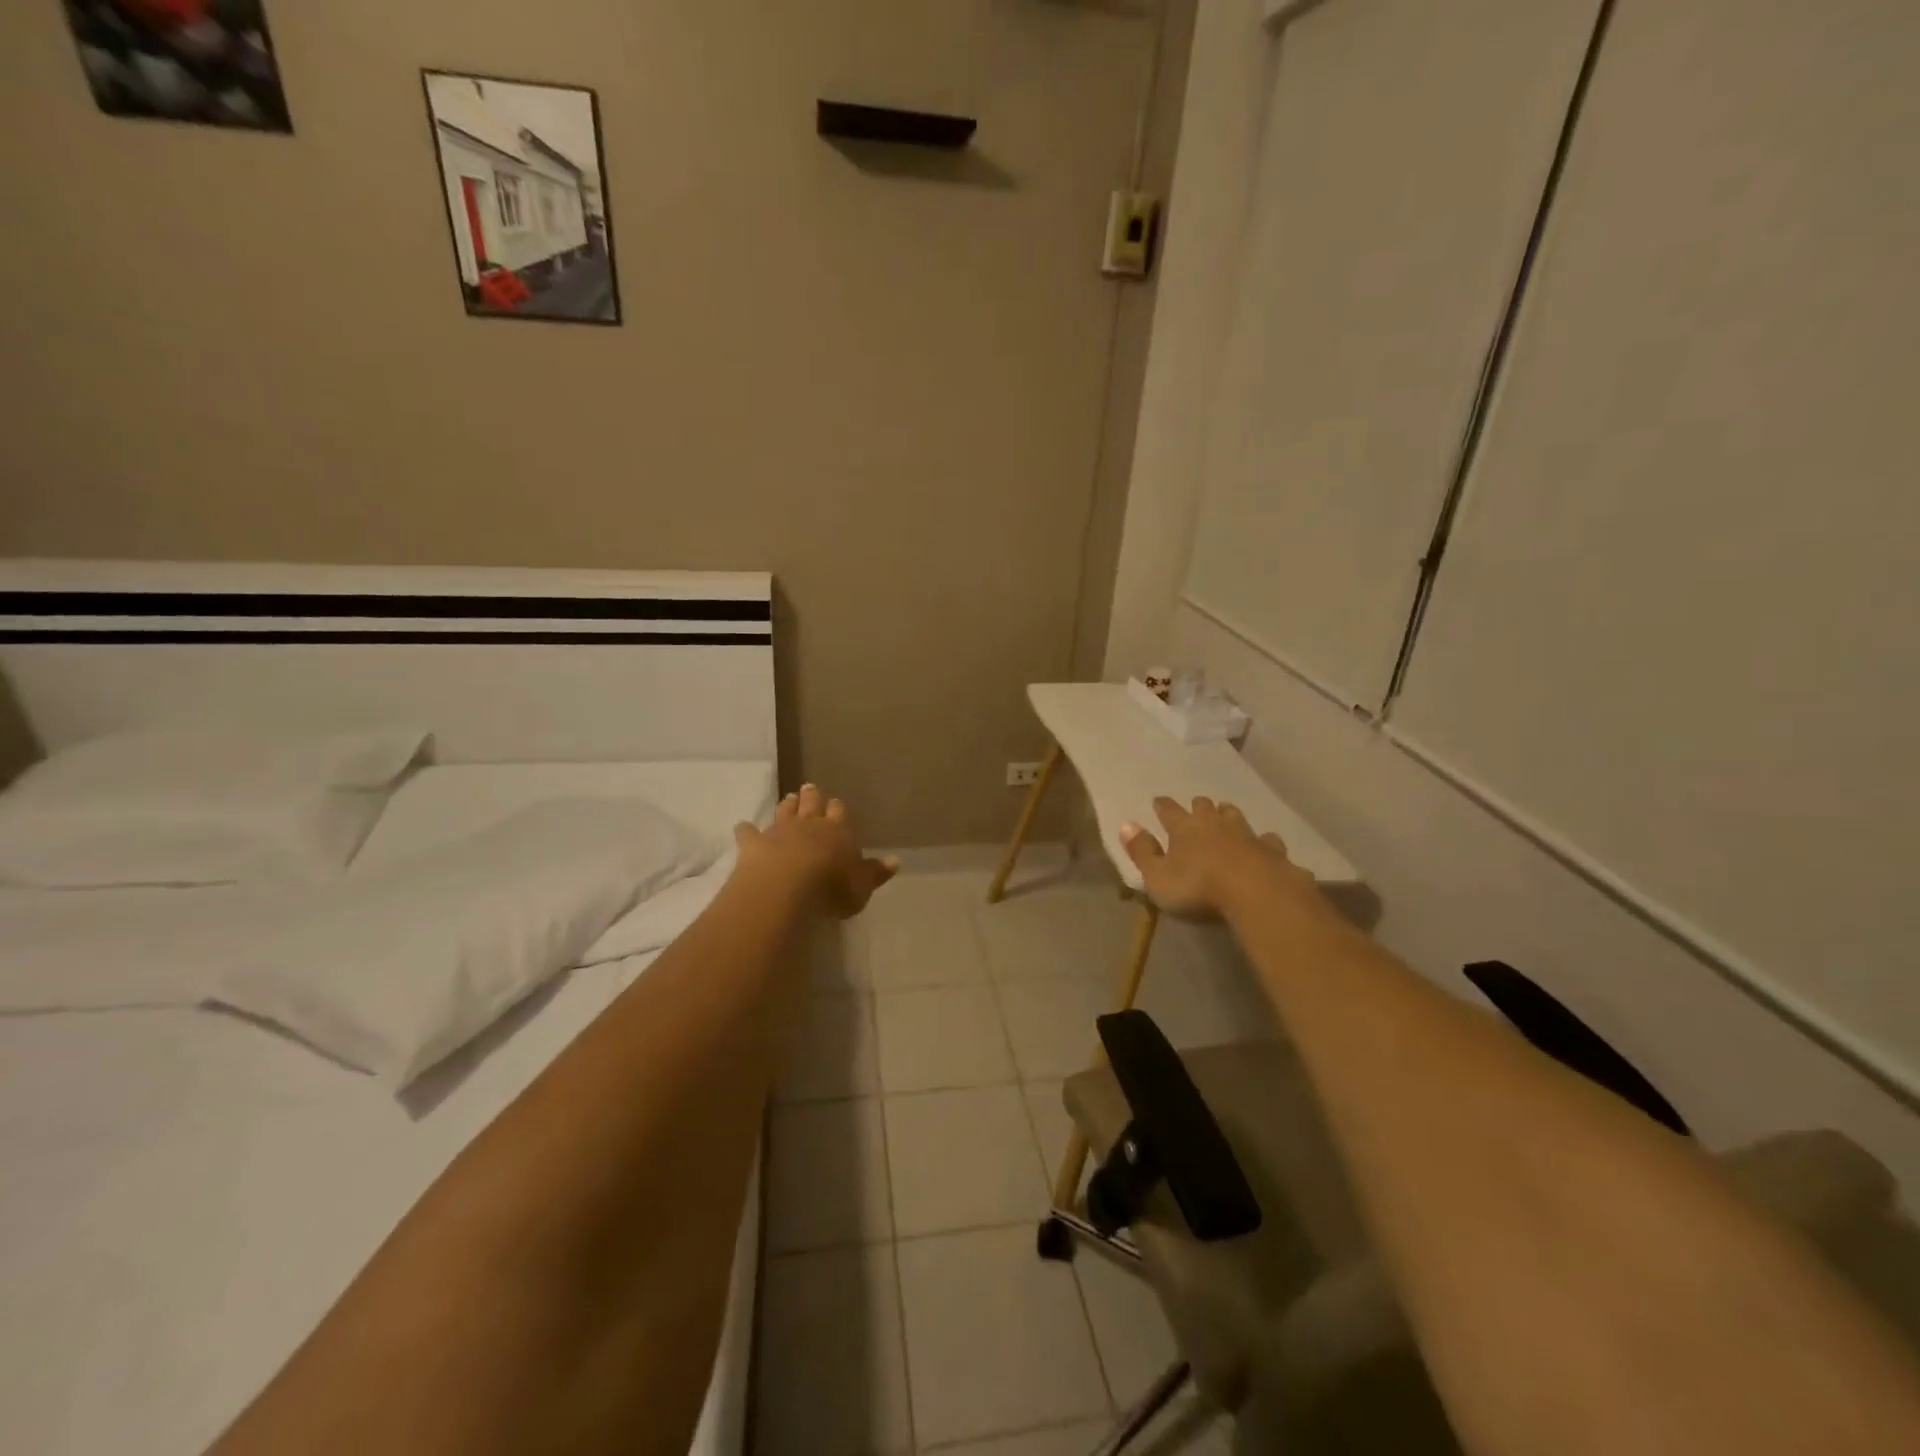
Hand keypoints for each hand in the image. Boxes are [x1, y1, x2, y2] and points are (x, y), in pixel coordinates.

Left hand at [734, 784, 898, 918]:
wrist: (786, 887)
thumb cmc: (831, 888)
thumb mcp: (862, 886)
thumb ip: (876, 872)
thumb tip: (895, 860)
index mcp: (838, 831)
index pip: (840, 813)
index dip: (838, 808)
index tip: (836, 802)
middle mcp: (809, 825)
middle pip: (811, 805)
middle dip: (812, 796)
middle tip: (810, 787)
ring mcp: (779, 831)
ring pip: (784, 812)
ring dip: (787, 805)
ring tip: (788, 798)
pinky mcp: (754, 844)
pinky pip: (749, 833)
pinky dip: (746, 830)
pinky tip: (743, 827)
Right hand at [1120, 796, 1313, 919]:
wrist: (1258, 894)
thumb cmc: (1199, 888)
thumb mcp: (1158, 877)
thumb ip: (1142, 852)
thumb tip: (1126, 825)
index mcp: (1185, 828)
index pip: (1169, 811)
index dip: (1162, 806)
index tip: (1158, 801)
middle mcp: (1216, 824)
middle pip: (1205, 807)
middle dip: (1199, 806)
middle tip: (1196, 806)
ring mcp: (1248, 835)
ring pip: (1236, 817)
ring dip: (1229, 815)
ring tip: (1227, 816)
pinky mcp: (1274, 852)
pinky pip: (1268, 841)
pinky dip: (1263, 842)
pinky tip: (1266, 846)